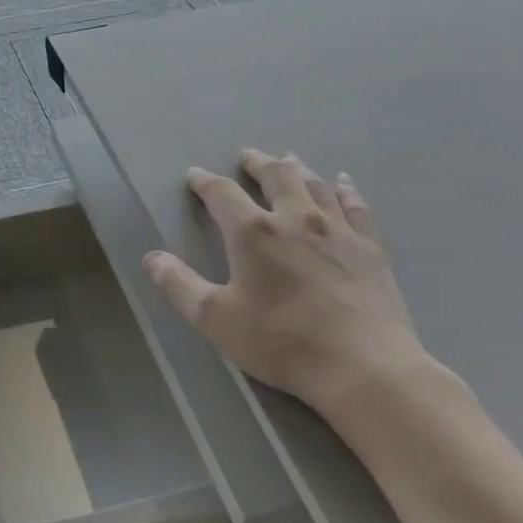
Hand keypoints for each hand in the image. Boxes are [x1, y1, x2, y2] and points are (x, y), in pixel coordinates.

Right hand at [144, 150, 435, 428]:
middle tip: (247, 156)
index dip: (205, 182)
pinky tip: (342, 182)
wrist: (363, 366)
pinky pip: (355, 206)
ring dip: (296, 168)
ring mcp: (337, 230)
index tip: (195, 176)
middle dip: (257, 163)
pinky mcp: (370, 247)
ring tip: (287, 159)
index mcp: (253, 233)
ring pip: (314, 184)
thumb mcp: (215, 319)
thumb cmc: (280, 341)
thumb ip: (179, 285)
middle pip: (275, 176)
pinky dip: (345, 189)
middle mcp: (295, 218)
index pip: (223, 194)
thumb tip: (152, 258)